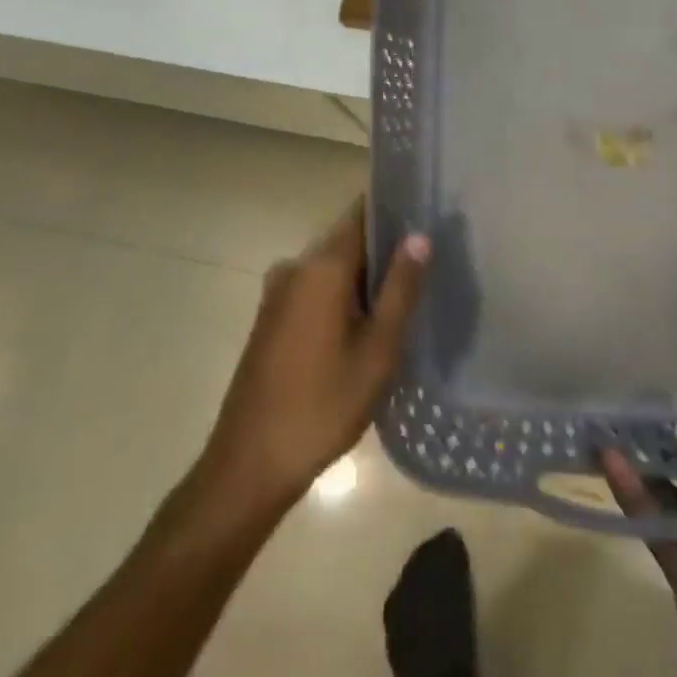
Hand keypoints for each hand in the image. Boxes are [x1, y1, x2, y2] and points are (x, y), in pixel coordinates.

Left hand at [200, 199, 427, 509]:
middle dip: (384, 252)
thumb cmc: (322, 406)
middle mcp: (295, 267)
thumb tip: (419, 235)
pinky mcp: (270, 318)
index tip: (427, 221)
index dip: (395, 212)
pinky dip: (342, 298)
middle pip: (348, 241)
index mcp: (321, 266)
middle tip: (426, 270)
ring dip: (364, 280)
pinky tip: (366, 327)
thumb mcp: (377, 350)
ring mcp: (277, 293)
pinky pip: (315, 290)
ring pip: (332, 269)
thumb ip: (400, 289)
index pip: (362, 214)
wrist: (249, 464)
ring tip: (404, 301)